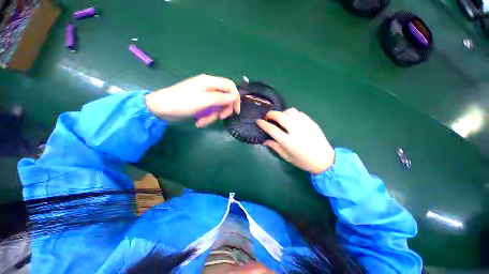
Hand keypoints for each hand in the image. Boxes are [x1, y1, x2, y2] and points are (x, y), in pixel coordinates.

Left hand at [145, 74, 239, 126]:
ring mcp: (204, 96)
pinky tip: (199, 122)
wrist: (161, 109)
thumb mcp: (204, 101)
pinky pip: (209, 111)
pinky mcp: (200, 104)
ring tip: (202, 122)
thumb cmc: (182, 102)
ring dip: (213, 116)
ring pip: (217, 107)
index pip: (230, 86)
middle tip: (220, 118)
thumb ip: (221, 98)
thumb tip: (234, 97)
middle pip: (225, 98)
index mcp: (210, 82)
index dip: (235, 98)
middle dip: (223, 109)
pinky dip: (206, 117)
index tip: (236, 111)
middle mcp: (208, 87)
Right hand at [256, 108, 333, 173]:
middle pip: (280, 116)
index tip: (258, 121)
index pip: (271, 129)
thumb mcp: (286, 157)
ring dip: (282, 113)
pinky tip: (292, 119)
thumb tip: (265, 141)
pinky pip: (300, 113)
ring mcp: (305, 125)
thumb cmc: (303, 161)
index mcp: (288, 142)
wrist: (324, 160)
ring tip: (281, 118)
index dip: (263, 124)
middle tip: (267, 116)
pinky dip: (292, 114)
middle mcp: (296, 131)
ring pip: (290, 111)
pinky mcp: (312, 123)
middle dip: (271, 114)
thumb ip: (275, 147)